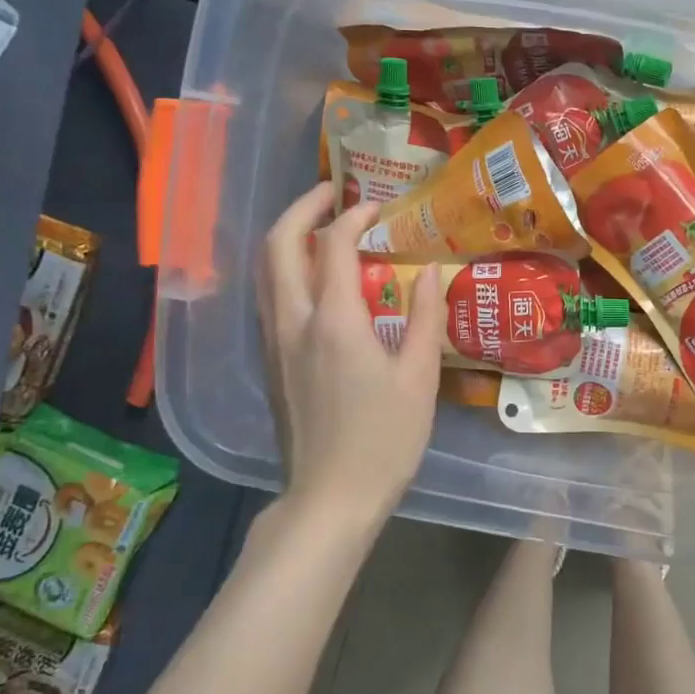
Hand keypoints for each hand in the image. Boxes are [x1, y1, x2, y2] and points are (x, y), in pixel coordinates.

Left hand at [257, 185, 441, 526]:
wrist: (329, 499)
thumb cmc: (383, 441)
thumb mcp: (419, 379)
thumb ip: (426, 318)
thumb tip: (429, 273)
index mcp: (333, 321)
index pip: (334, 244)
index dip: (355, 216)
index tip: (378, 208)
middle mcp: (292, 322)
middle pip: (278, 245)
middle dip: (302, 209)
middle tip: (332, 194)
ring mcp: (274, 344)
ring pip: (265, 271)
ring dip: (288, 238)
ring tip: (321, 228)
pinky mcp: (271, 364)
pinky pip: (269, 298)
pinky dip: (286, 270)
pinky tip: (314, 281)